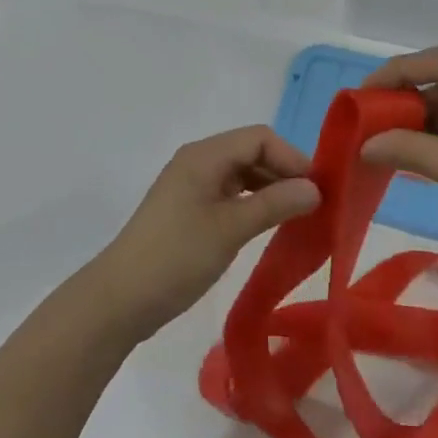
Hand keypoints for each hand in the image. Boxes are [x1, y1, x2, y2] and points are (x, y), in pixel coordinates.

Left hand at [94, 127, 319, 337]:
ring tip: (296, 216)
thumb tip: (315, 188)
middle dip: (283, 172)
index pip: (259, 138)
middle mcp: (198, 161)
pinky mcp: (188, 209)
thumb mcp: (231, 229)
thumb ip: (275, 204)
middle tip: (313, 204)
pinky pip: (229, 193)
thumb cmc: (177, 257)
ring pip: (241, 173)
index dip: (291, 158)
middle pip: (251, 152)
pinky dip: (252, 202)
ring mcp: (191, 185)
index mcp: (205, 155)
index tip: (317, 189)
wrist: (120, 299)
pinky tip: (266, 223)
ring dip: (269, 188)